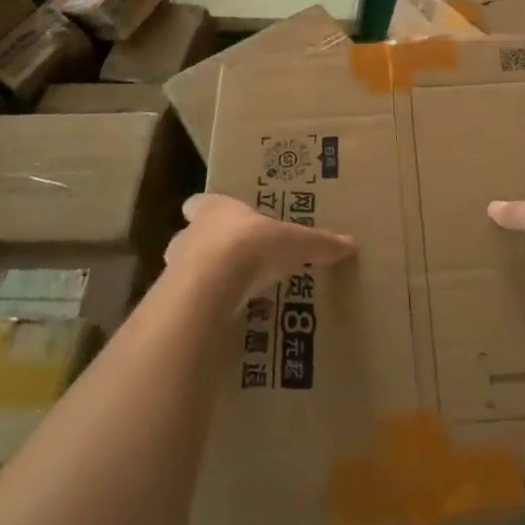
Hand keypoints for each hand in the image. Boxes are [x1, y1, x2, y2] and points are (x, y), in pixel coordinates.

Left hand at [166, 192, 356, 306]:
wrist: (211, 285)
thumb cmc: (252, 245)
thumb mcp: (296, 242)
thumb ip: (320, 243)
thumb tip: (352, 244)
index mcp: (215, 209)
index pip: (200, 203)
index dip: (208, 210)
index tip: (221, 221)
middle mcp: (189, 233)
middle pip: (190, 236)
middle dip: (204, 247)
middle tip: (228, 260)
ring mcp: (175, 268)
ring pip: (183, 270)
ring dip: (199, 280)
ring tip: (225, 295)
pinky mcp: (172, 302)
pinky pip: (185, 304)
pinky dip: (199, 310)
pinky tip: (217, 320)